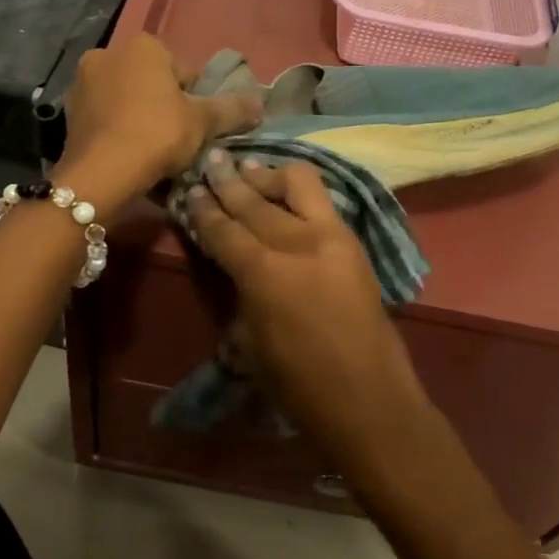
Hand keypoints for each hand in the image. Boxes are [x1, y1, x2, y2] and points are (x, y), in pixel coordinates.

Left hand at [57, 36, 260, 209]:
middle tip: (176, 140)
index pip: (182, 72)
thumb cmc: (157, 135)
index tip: (196, 128)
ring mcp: (82, 82)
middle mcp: (108, 53)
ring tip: (152, 152)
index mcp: (143, 46)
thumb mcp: (203, 122)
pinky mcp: (68, 112)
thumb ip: (231, 109)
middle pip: (151, 83)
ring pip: (126, 100)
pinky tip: (128, 155)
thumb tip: (260, 102)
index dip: (195, 101)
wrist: (101, 173)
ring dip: (139, 118)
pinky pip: (105, 118)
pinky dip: (117, 131)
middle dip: (164, 106)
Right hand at [187, 155, 426, 456]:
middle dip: (229, 181)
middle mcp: (297, 243)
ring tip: (249, 168)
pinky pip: (323, 201)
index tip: (190, 191)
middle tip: (212, 162)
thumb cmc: (298, 382)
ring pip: (298, 184)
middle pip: (255, 201)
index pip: (224, 230)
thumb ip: (239, 291)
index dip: (203, 210)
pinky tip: (285, 190)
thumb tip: (231, 261)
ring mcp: (331, 237)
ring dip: (269, 176)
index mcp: (264, 273)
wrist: (368, 396)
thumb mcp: (248, 341)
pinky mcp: (354, 242)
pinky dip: (299, 191)